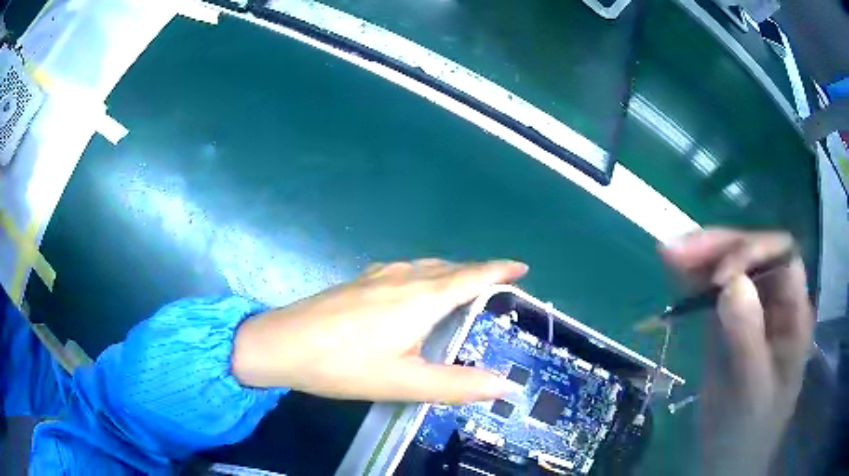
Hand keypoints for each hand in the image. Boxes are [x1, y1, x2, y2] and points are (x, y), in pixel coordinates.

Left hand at [231, 259, 527, 402]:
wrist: (281, 343)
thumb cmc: (344, 365)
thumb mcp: (403, 383)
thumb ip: (456, 385)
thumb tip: (505, 386)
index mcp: (420, 298)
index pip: (470, 277)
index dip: (499, 270)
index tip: (521, 267)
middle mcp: (402, 278)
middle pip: (449, 268)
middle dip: (476, 273)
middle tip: (495, 287)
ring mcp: (376, 276)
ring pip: (425, 267)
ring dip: (449, 273)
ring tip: (461, 289)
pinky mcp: (357, 282)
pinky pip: (404, 271)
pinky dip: (424, 277)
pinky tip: (413, 293)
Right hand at [661, 228, 813, 474]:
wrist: (730, 459)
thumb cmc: (748, 432)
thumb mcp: (750, 392)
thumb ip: (747, 339)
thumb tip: (730, 283)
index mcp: (794, 315)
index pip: (782, 258)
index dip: (753, 253)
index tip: (718, 278)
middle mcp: (776, 304)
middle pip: (753, 256)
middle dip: (719, 249)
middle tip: (678, 251)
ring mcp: (752, 313)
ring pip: (731, 269)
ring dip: (702, 257)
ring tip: (669, 253)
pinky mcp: (729, 325)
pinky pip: (713, 292)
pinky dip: (694, 279)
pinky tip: (675, 270)